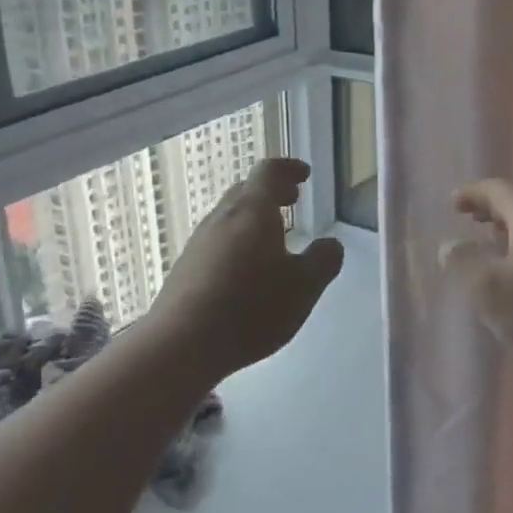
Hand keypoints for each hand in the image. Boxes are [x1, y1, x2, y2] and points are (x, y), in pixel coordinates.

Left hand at [148, 158, 345, 378]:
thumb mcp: (303, 287)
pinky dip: (237, 242)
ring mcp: (199, 242)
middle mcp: (221, 217)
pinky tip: (245, 270)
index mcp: (252, 210)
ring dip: (252, 218)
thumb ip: (323, 261)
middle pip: (246, 191)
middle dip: (271, 192)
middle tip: (292, 200)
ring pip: (229, 217)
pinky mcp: (186, 268)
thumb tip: (331, 244)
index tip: (304, 174)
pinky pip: (217, 242)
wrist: (181, 343)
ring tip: (272, 237)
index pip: (269, 172)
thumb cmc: (250, 307)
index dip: (288, 168)